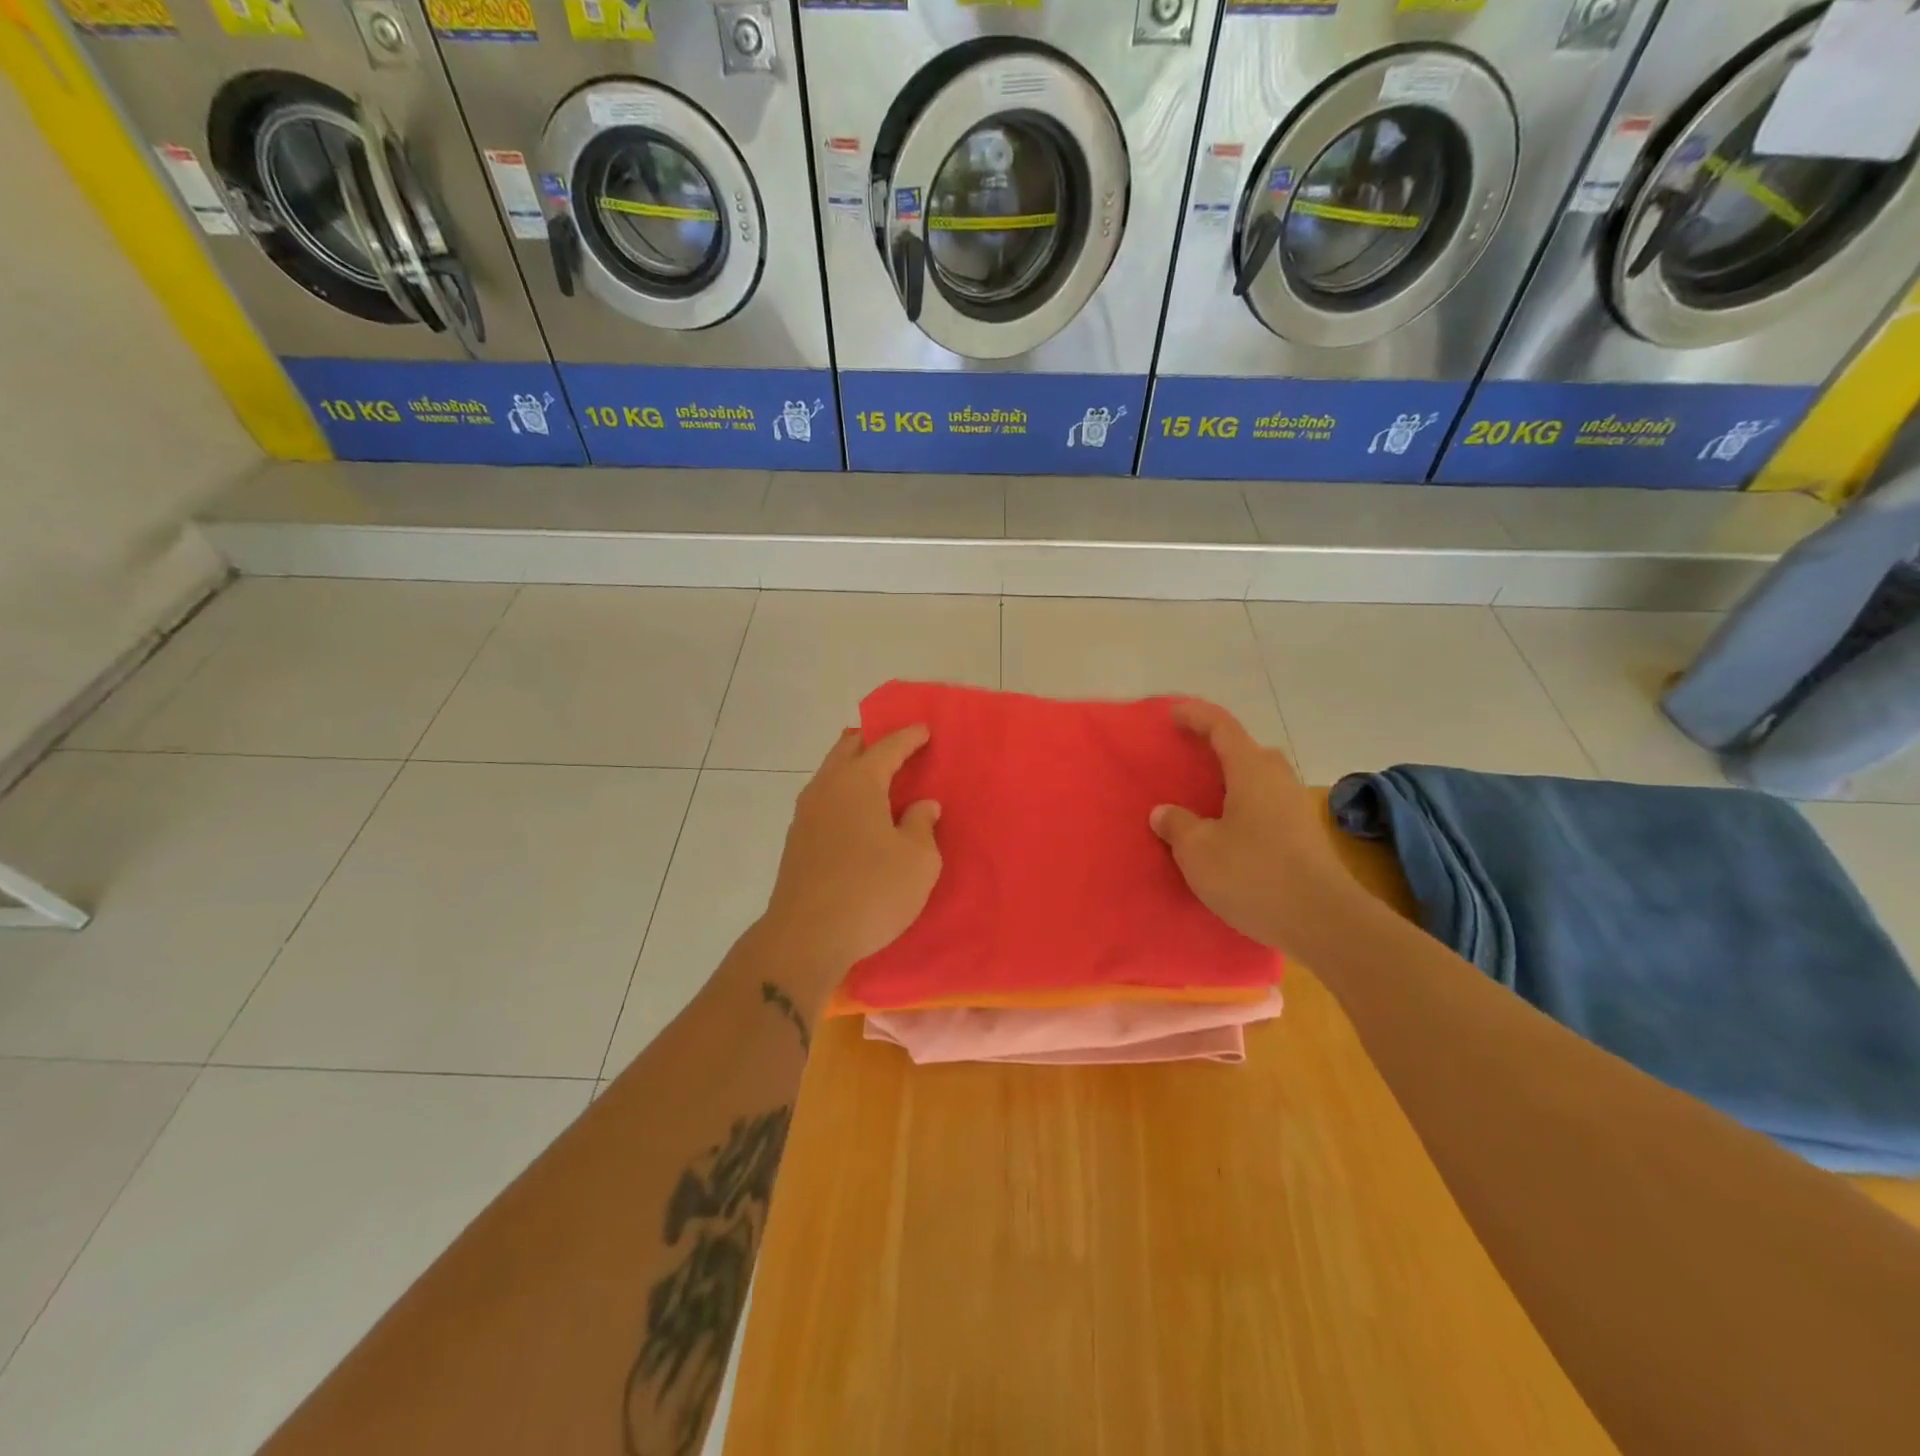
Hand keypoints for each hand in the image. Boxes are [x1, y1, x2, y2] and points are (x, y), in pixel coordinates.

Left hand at [761, 725, 941, 997]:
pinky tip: (856, 812)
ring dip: (853, 767)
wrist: (806, 937)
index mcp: (859, 782)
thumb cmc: (871, 891)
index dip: (909, 737)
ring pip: (831, 773)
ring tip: (877, 776)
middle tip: (896, 744)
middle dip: (872, 741)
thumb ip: (922, 825)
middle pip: (848, 749)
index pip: (887, 746)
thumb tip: (922, 806)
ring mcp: (805, 814)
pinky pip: (823, 799)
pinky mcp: (796, 841)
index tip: (924, 730)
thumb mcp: (917, 860)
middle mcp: (827, 788)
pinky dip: (842, 793)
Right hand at [1150, 700, 1352, 953]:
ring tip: (1205, 798)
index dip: (1196, 716)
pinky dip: (1244, 806)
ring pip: (1260, 780)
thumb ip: (1177, 825)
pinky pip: (1267, 806)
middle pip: (1248, 750)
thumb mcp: (1198, 851)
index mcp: (1252, 772)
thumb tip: (1165, 812)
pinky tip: (1228, 831)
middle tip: (1190, 758)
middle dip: (1219, 748)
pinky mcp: (1304, 837)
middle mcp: (1278, 781)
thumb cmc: (1255, 875)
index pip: (1222, 728)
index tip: (1172, 713)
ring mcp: (1296, 809)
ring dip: (1233, 781)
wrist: (1324, 922)